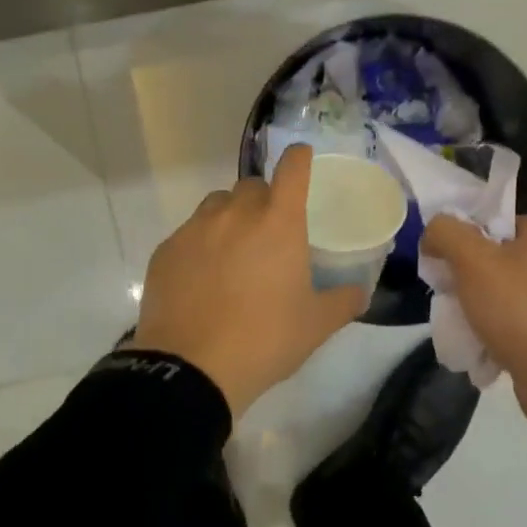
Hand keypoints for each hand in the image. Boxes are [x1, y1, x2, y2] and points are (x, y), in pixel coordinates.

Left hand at [134, 145, 367, 416]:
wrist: (191, 368)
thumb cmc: (264, 340)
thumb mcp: (316, 325)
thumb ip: (343, 302)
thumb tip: (359, 293)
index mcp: (279, 222)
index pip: (292, 168)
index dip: (299, 158)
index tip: (302, 158)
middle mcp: (236, 213)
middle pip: (252, 186)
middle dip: (264, 200)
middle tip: (269, 233)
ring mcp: (196, 228)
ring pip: (217, 205)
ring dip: (230, 218)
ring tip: (233, 254)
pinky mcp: (166, 250)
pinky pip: (189, 233)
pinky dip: (200, 245)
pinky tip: (202, 279)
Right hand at [421, 215, 526, 425]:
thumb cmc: (517, 307)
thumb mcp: (473, 259)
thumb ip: (446, 233)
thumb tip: (432, 234)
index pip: (494, 220)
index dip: (464, 232)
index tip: (442, 254)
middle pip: (493, 259)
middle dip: (465, 275)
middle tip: (444, 291)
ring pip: (499, 295)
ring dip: (475, 308)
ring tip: (455, 323)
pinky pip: (510, 326)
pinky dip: (490, 335)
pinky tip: (473, 346)